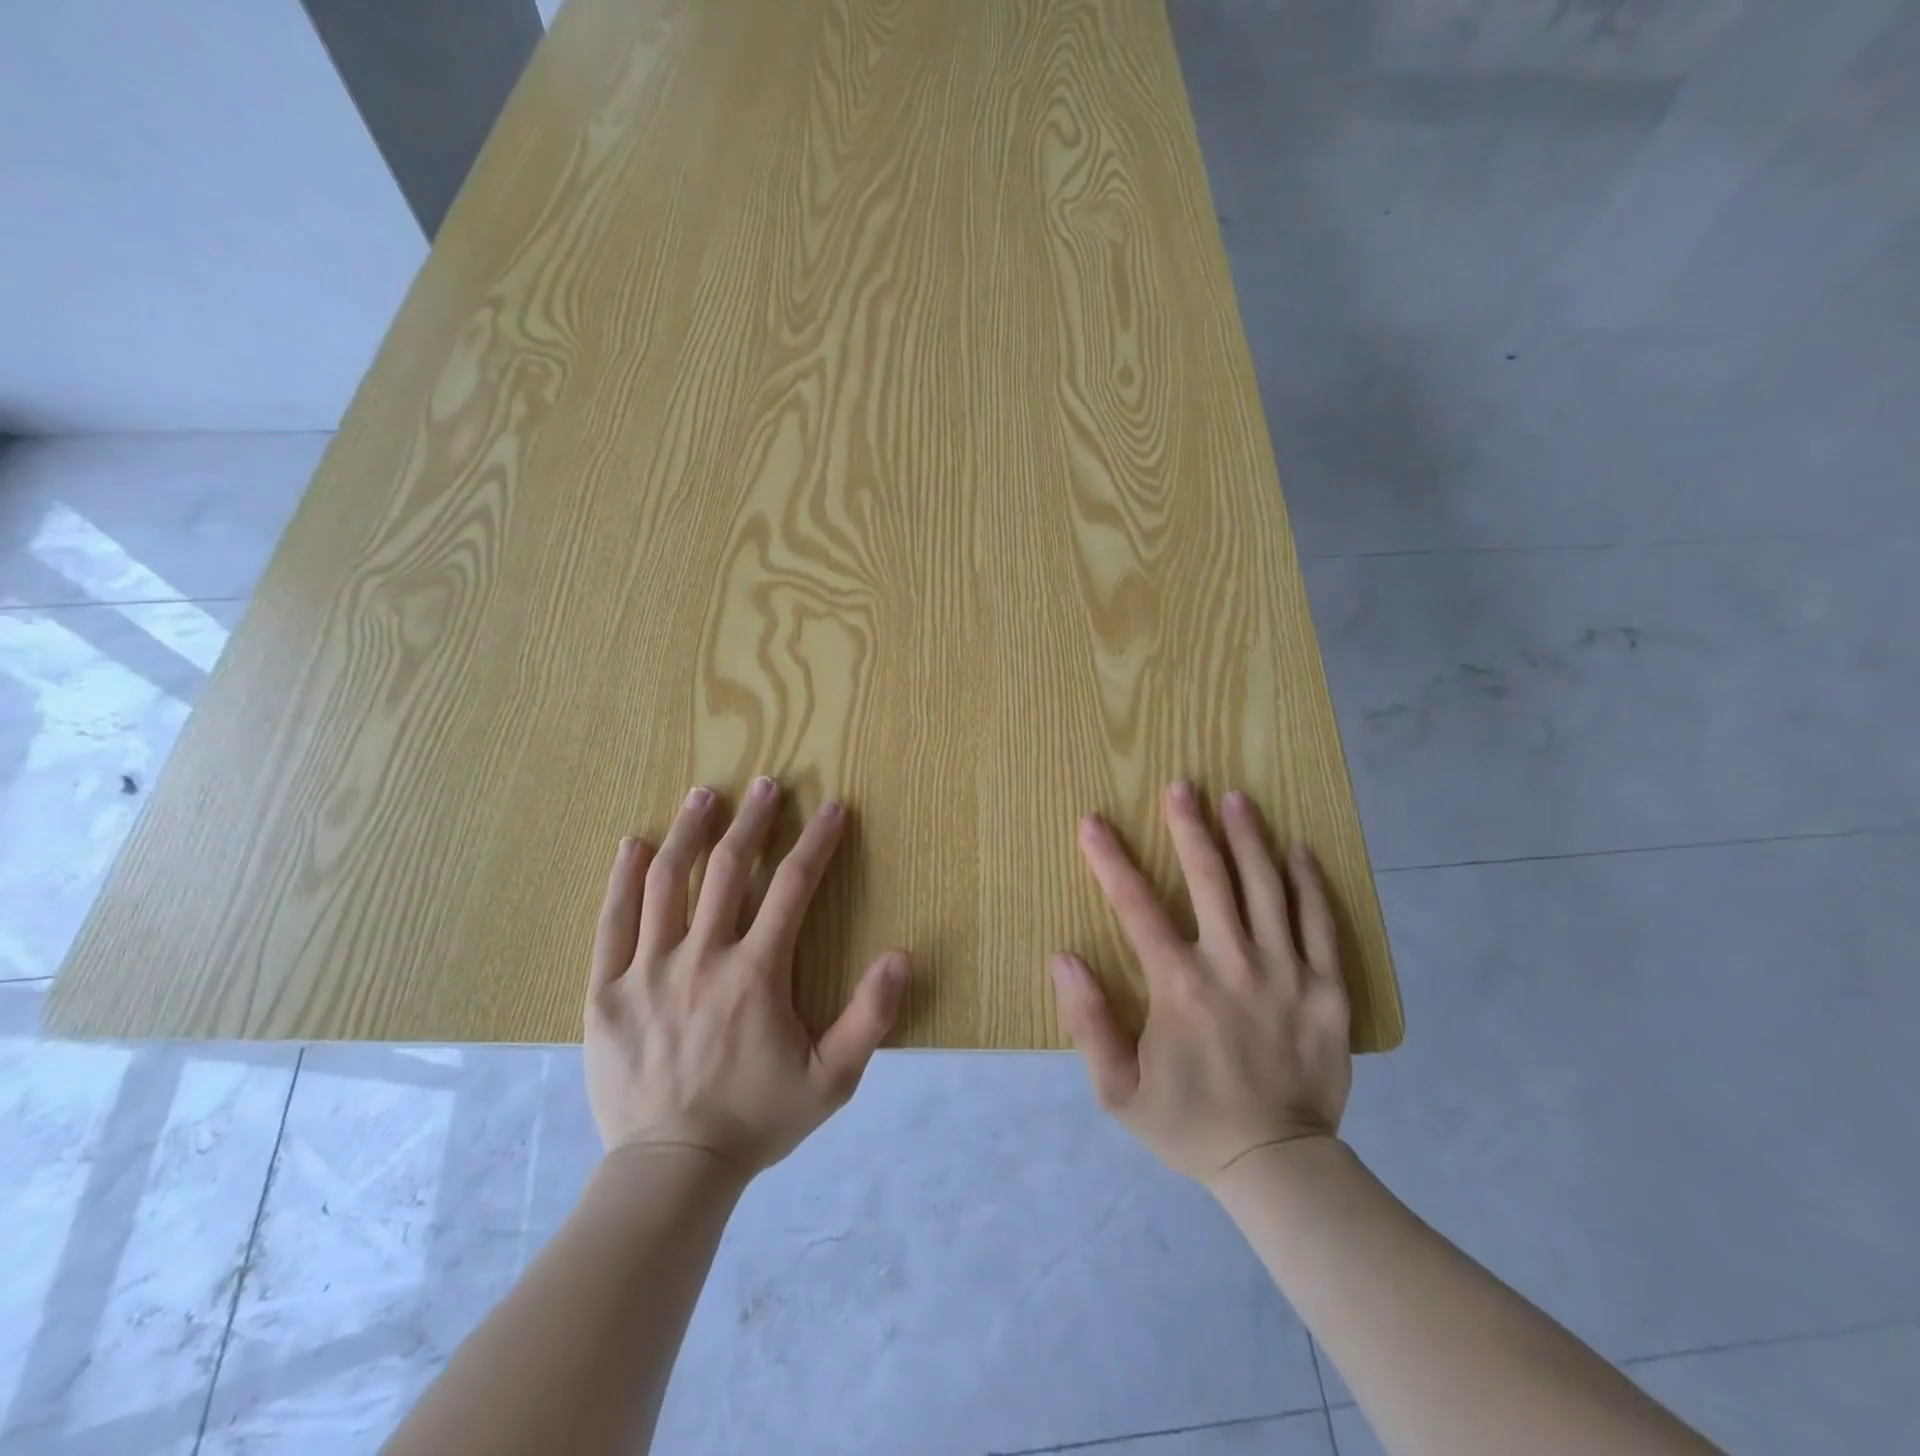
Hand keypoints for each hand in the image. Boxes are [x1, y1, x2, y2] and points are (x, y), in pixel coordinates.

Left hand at [585, 778, 907, 1174]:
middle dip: (753, 820)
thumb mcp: (833, 1079)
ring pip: (668, 883)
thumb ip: (870, 1017)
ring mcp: (647, 971)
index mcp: (756, 973)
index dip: (818, 842)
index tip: (832, 807)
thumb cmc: (757, 1119)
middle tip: (767, 783)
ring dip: (690, 832)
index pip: (793, 887)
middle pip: (730, 869)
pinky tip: (632, 844)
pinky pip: (612, 922)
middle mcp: (701, 958)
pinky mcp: (606, 992)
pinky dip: (623, 878)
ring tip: (704, 795)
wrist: (672, 1170)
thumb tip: (901, 956)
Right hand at [1049, 781, 1351, 1183]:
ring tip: (1236, 798)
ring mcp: (1287, 973)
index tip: (1093, 821)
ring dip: (1249, 839)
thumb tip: (1063, 956)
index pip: (1137, 907)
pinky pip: (1320, 924)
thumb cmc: (1189, 1123)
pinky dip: (1309, 883)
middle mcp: (1233, 965)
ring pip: (1267, 889)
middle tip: (1181, 785)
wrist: (1278, 1167)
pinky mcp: (1328, 989)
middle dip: (1190, 827)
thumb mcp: (1117, 1089)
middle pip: (1210, 880)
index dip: (1111, 860)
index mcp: (1180, 986)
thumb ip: (1088, 1021)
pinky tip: (1298, 849)